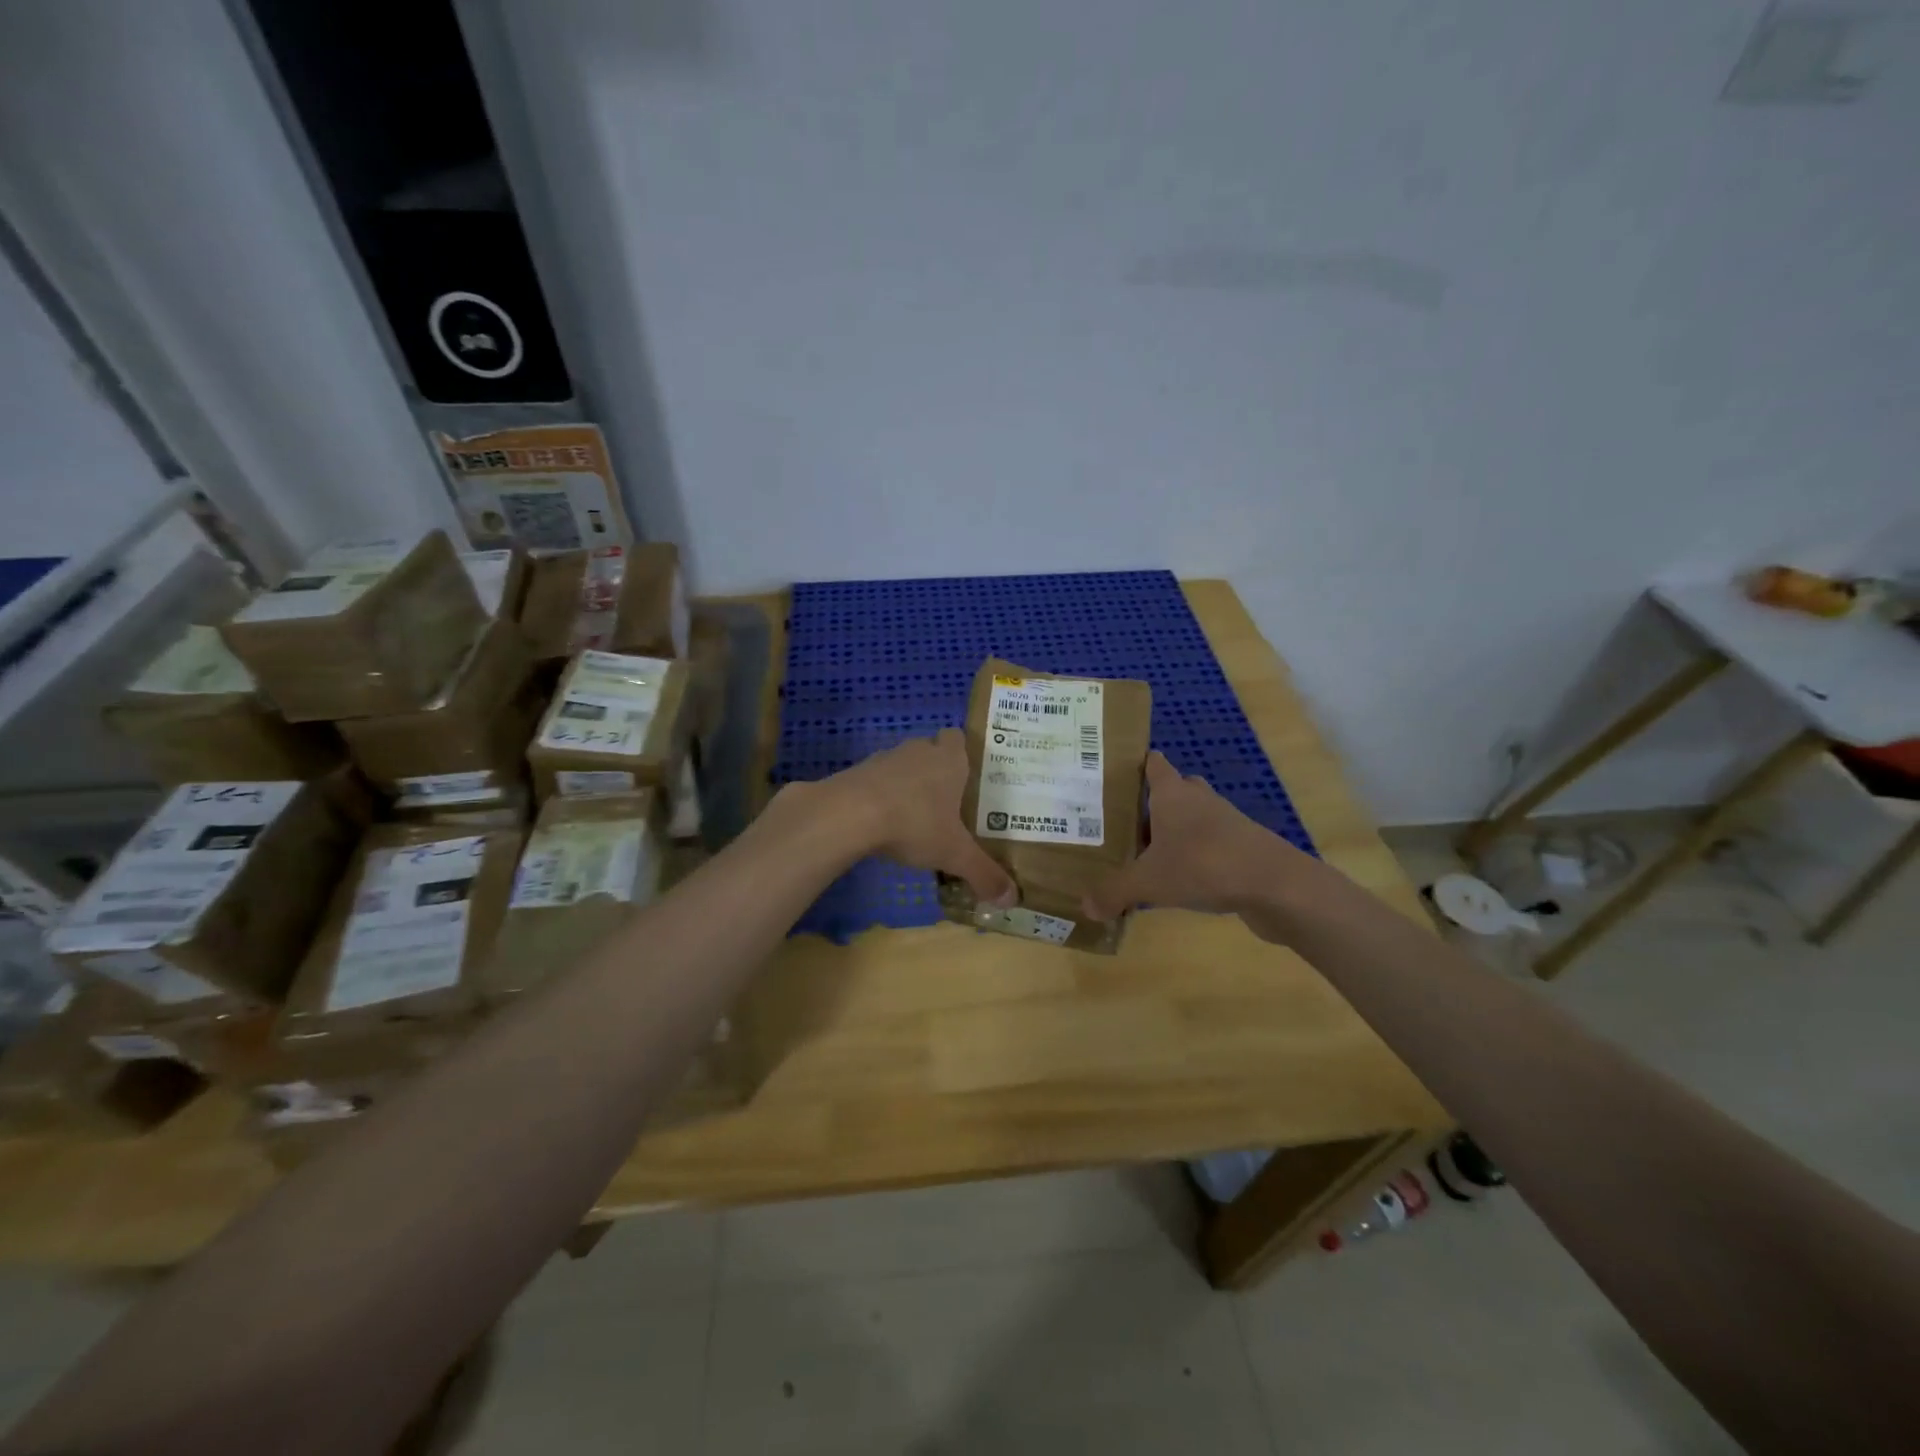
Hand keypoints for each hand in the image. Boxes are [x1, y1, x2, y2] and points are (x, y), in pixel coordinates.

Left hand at [821, 729, 1016, 906]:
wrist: (849, 814)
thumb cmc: (914, 823)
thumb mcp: (954, 854)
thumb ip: (984, 874)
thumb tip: (1011, 899)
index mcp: (948, 760)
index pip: (957, 738)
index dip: (962, 751)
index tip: (966, 775)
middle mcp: (918, 751)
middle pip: (930, 750)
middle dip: (936, 771)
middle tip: (945, 802)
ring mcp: (884, 759)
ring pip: (901, 765)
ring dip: (906, 783)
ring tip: (913, 816)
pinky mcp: (856, 773)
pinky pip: (875, 780)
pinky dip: (880, 796)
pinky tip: (881, 823)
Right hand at [1082, 752, 1317, 941]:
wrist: (1276, 886)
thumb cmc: (1203, 865)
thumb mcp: (1149, 882)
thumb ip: (1114, 892)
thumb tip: (1084, 906)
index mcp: (1172, 793)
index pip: (1153, 764)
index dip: (1135, 765)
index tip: (1111, 774)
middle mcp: (1198, 800)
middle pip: (1174, 790)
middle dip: (1152, 803)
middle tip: (1122, 822)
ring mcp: (1225, 822)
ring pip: (1193, 819)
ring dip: (1174, 832)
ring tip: (1145, 855)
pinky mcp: (1242, 848)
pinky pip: (1210, 845)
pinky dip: (1194, 856)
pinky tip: (1178, 880)